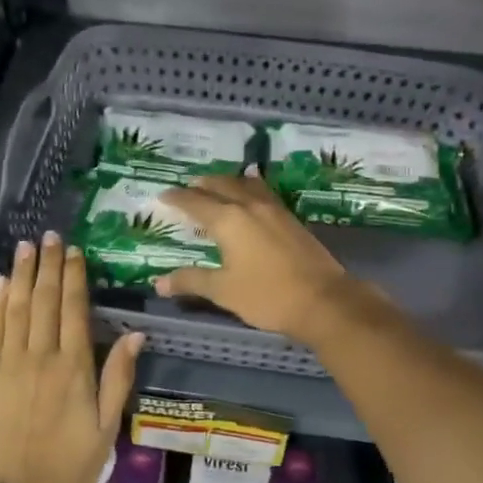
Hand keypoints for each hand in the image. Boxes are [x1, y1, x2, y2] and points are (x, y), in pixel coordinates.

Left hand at [0, 232, 144, 482]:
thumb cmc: (69, 466)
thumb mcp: (107, 428)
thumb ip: (119, 378)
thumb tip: (135, 335)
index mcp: (73, 368)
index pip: (74, 309)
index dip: (74, 276)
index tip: (75, 251)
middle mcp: (40, 357)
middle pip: (45, 300)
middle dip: (49, 265)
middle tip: (50, 236)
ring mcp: (8, 364)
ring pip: (17, 308)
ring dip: (23, 274)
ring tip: (26, 246)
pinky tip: (2, 283)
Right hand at [155, 174, 352, 343]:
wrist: (323, 300)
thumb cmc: (267, 296)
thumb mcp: (223, 291)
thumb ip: (191, 281)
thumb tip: (159, 282)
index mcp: (228, 220)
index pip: (195, 202)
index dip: (177, 198)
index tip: (163, 195)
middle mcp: (249, 206)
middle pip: (221, 185)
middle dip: (201, 184)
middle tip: (187, 187)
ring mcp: (274, 209)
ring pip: (245, 184)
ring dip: (227, 181)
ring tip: (217, 184)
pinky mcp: (291, 218)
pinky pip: (264, 192)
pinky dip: (250, 187)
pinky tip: (252, 193)